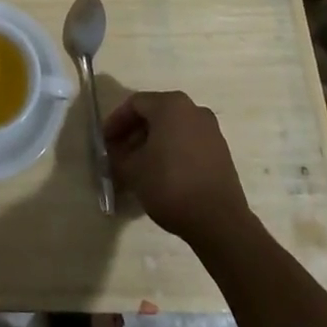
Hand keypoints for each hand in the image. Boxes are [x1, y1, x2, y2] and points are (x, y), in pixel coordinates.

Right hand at [104, 90, 249, 243]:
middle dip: (134, 134)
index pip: (135, 104)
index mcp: (171, 105)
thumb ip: (117, 157)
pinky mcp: (221, 153)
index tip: (105, 142)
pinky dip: (172, 153)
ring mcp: (211, 131)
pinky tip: (162, 175)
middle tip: (119, 154)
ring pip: (172, 129)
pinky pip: (188, 143)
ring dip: (152, 144)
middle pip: (155, 114)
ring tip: (138, 168)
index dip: (116, 122)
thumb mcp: (132, 171)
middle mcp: (193, 109)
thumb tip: (113, 154)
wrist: (220, 222)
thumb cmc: (170, 185)